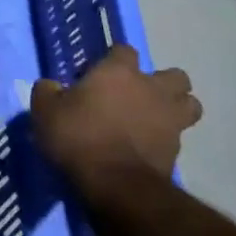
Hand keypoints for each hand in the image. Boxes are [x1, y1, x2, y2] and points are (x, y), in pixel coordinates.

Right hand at [31, 45, 200, 189]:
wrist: (115, 185)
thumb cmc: (79, 138)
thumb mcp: (45, 111)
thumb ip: (48, 92)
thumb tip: (51, 86)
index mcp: (119, 72)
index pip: (124, 50)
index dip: (113, 60)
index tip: (97, 75)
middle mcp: (152, 89)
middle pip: (174, 75)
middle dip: (161, 83)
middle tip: (137, 96)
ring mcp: (170, 119)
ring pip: (190, 104)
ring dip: (176, 108)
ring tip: (155, 119)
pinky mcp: (178, 151)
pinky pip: (179, 137)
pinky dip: (167, 139)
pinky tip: (149, 147)